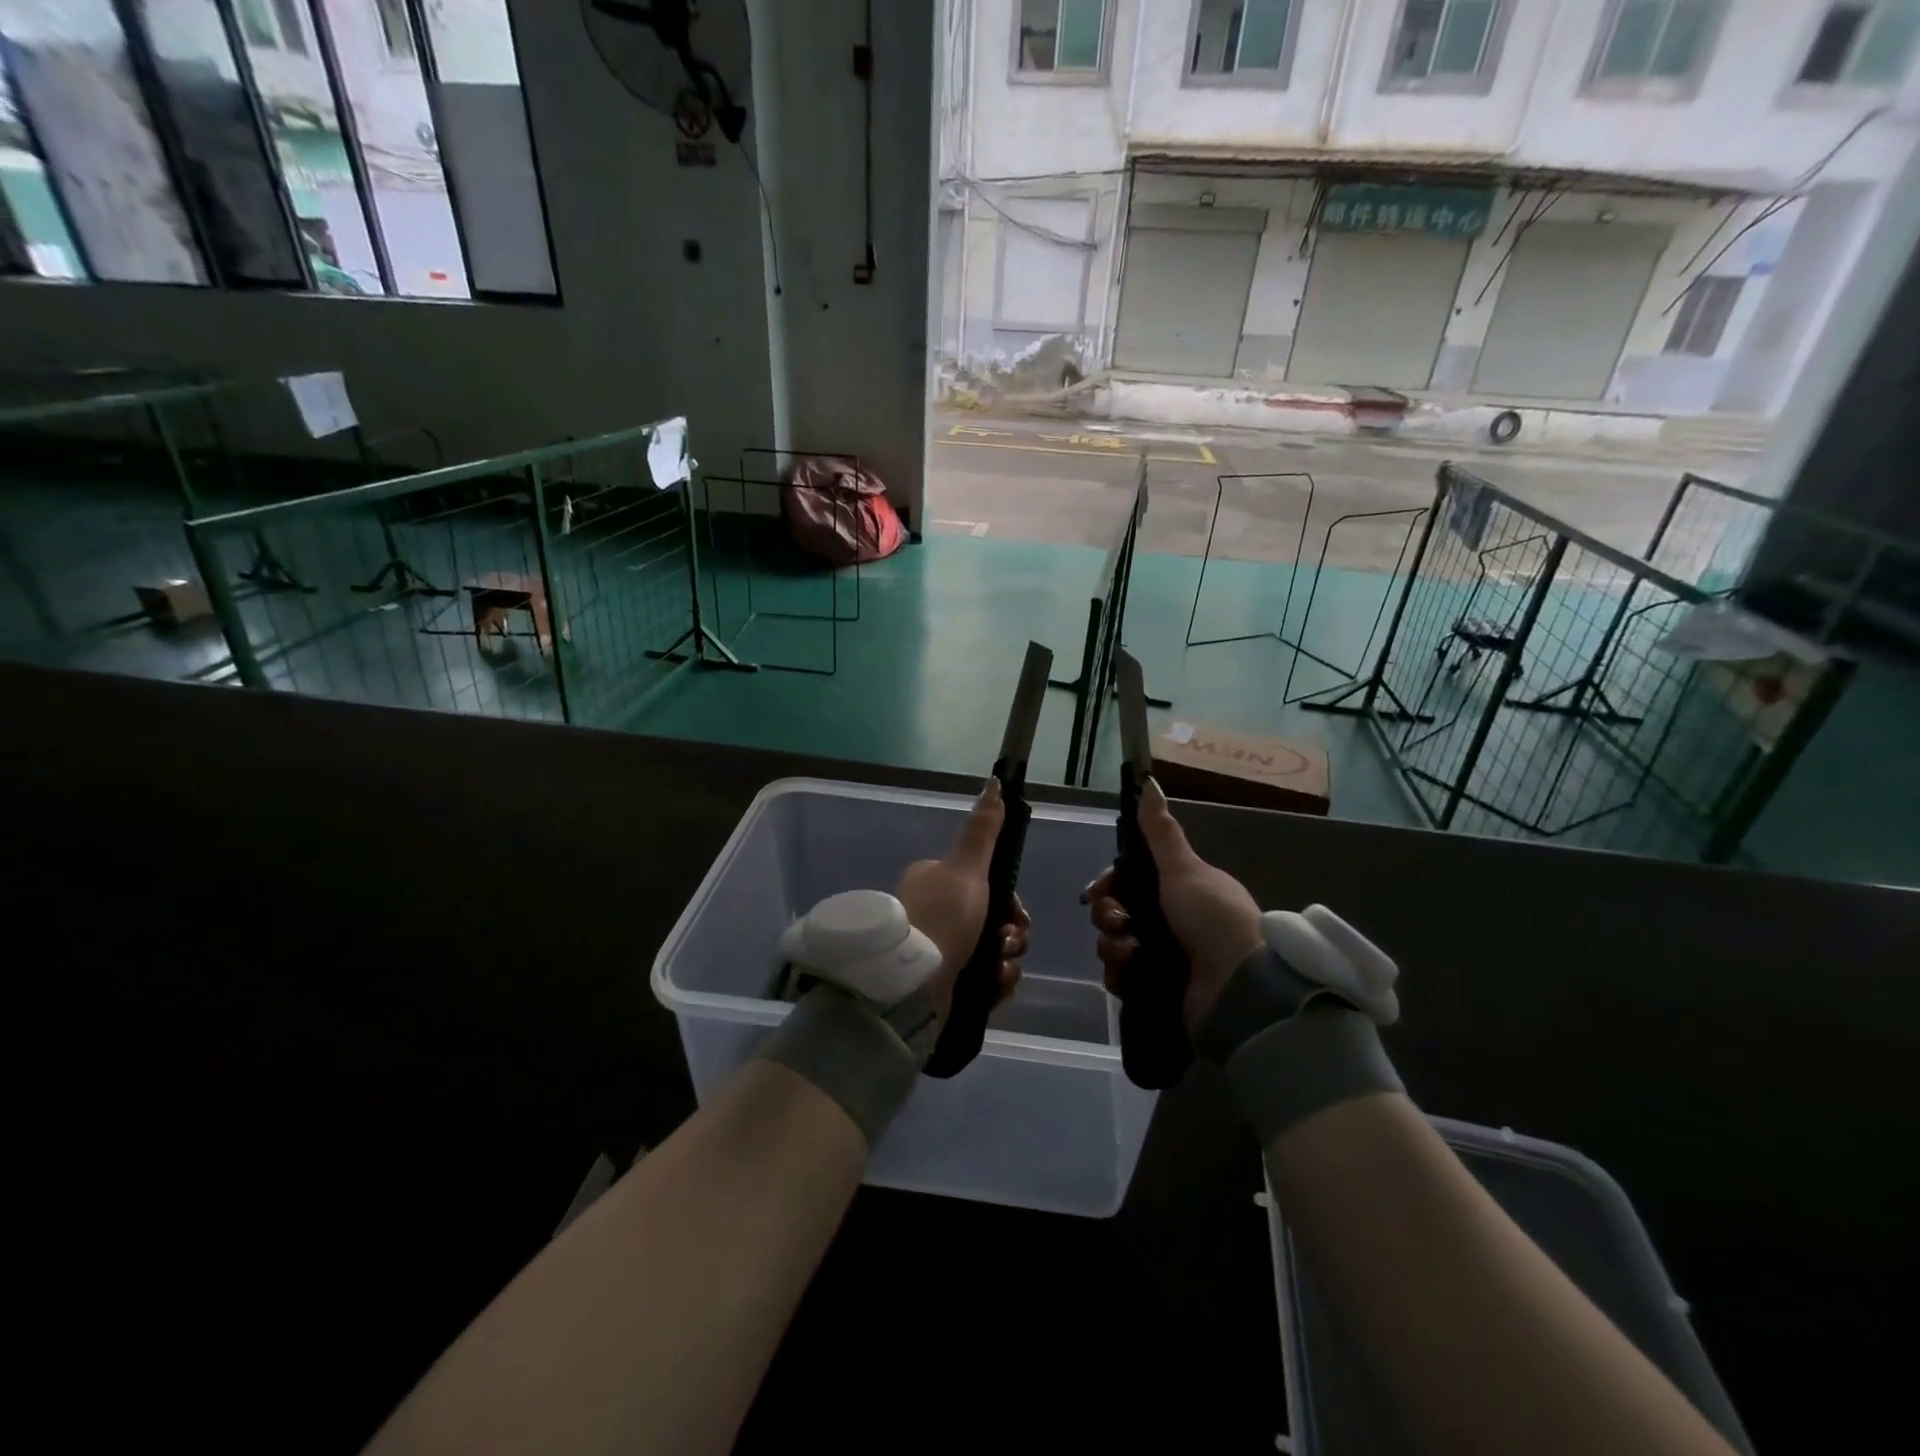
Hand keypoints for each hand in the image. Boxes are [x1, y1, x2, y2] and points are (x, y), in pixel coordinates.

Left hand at [895, 778, 1028, 1025]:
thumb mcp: (965, 867)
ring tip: (998, 969)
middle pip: (995, 920)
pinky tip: (994, 986)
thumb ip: (982, 829)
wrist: (911, 983)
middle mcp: (936, 914)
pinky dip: (996, 984)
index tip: (1016, 914)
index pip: (988, 887)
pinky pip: (986, 981)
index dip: (1011, 902)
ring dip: (1007, 962)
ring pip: (994, 952)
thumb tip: (995, 782)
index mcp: (936, 882)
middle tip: (1007, 942)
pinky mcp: (944, 985)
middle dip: (1011, 934)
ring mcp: (939, 951)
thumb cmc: (942, 917)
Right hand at [1084, 779, 1262, 1035]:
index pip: (1130, 882)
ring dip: (1112, 946)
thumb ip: (1161, 831)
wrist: (1239, 984)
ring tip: (1127, 952)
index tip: (1095, 893)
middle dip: (1107, 916)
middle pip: (1118, 912)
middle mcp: (1172, 922)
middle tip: (1117, 923)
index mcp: (1181, 891)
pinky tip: (1128, 972)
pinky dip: (1120, 974)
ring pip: (1116, 944)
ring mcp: (1166, 957)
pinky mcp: (1160, 989)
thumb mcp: (1184, 868)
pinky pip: (1123, 977)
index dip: (1108, 885)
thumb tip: (1149, 780)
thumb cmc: (1211, 916)